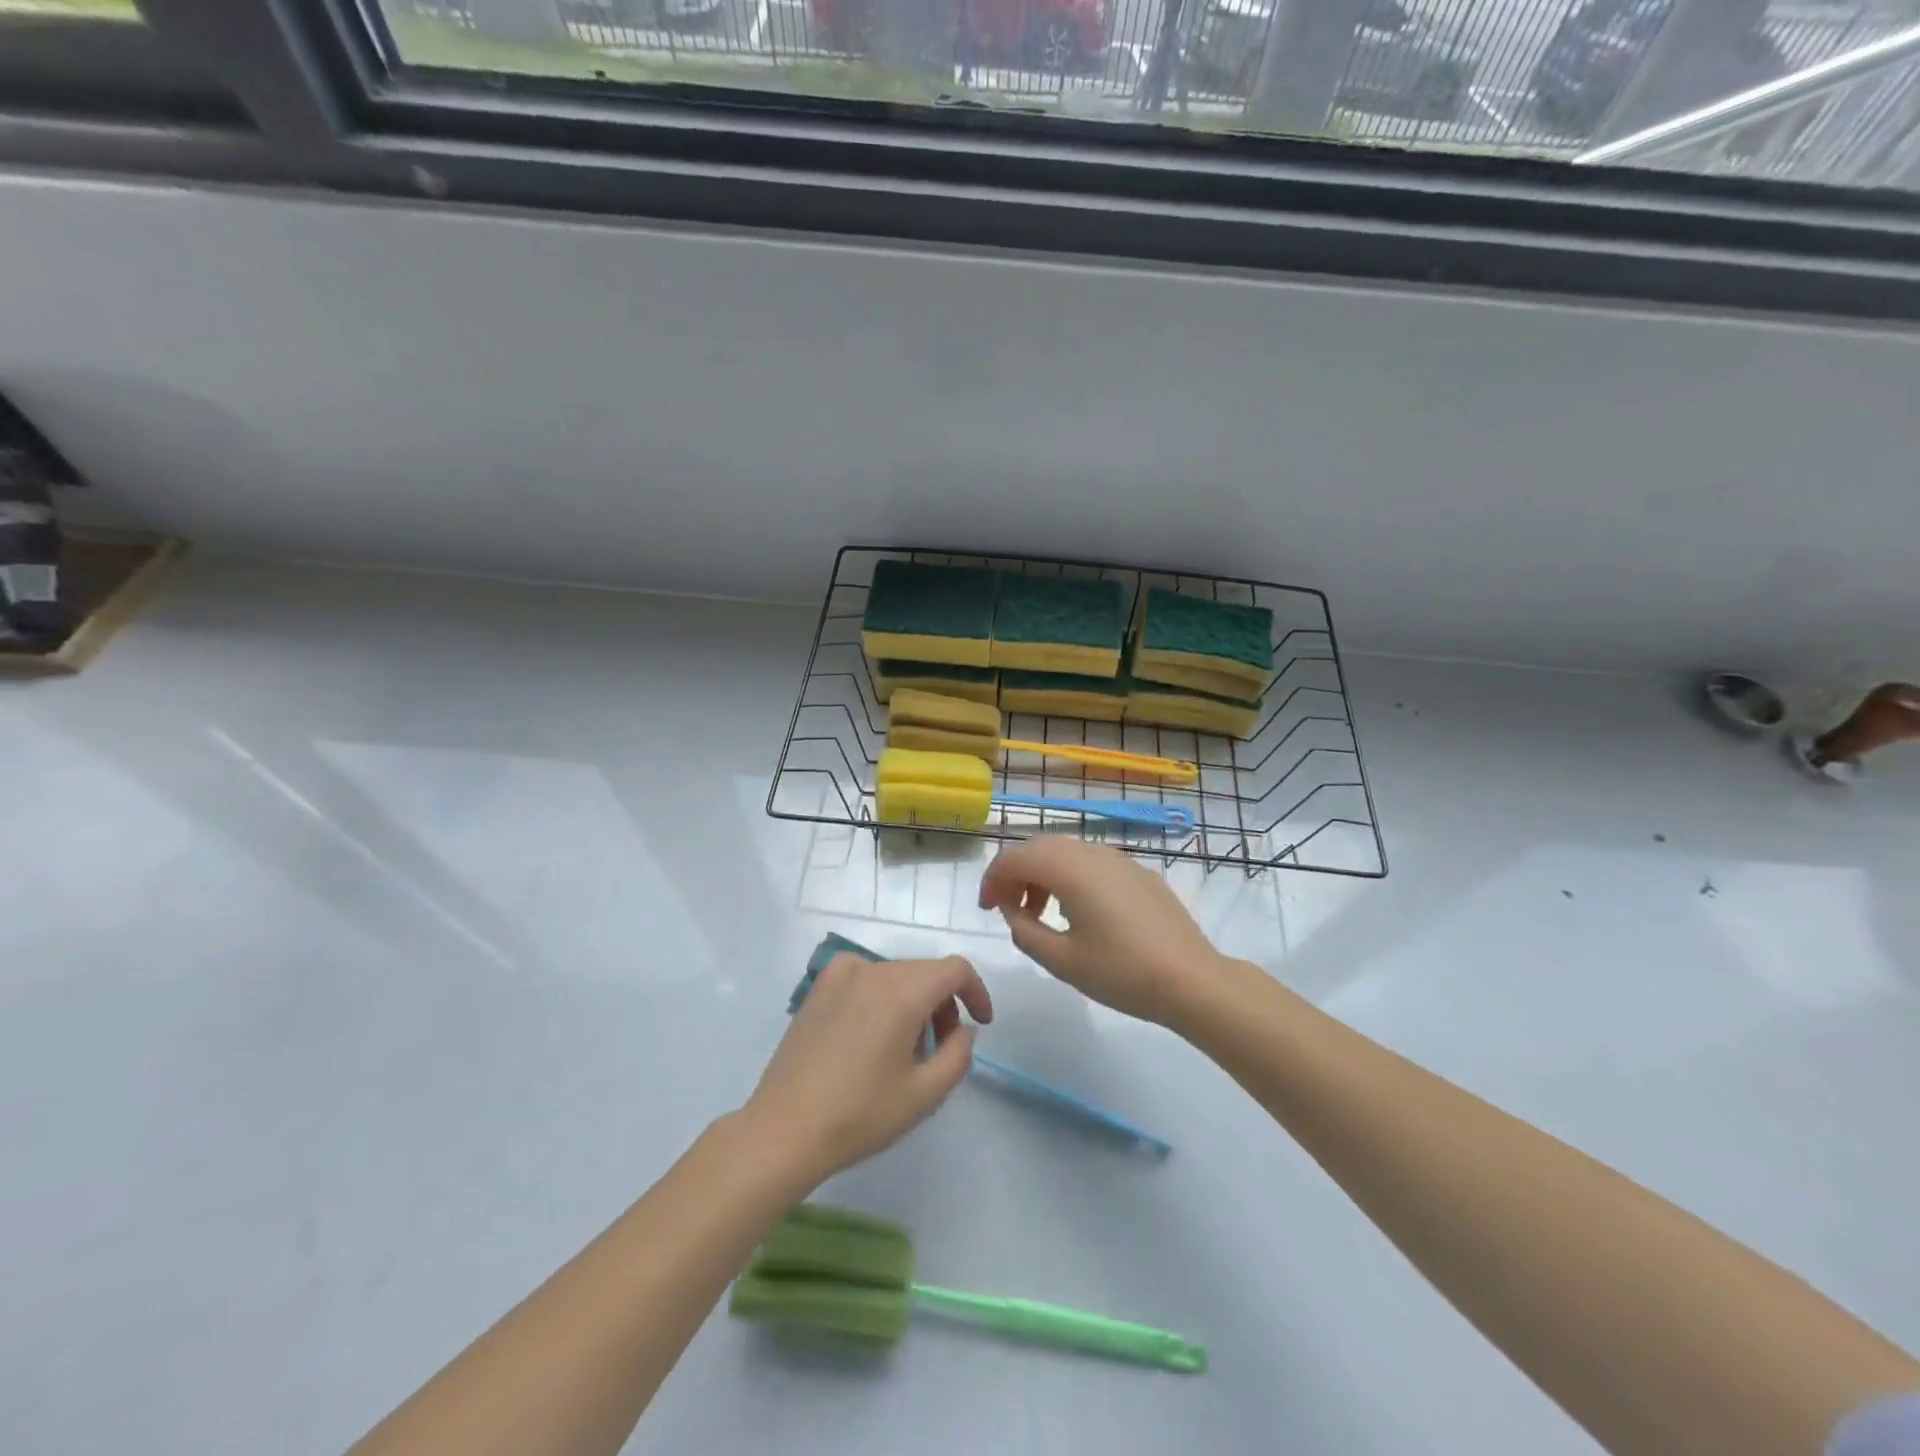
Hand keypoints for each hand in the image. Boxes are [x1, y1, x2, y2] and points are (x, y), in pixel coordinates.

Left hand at [742, 954, 992, 1186]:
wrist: (783, 1130)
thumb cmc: (859, 1115)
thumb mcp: (925, 1094)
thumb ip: (959, 1054)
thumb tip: (962, 1029)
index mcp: (901, 990)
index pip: (954, 969)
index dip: (976, 992)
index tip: (980, 1024)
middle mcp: (872, 969)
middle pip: (924, 972)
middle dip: (943, 1004)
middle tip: (940, 1049)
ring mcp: (839, 974)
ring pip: (896, 976)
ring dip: (913, 1003)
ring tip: (904, 1051)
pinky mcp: (818, 988)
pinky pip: (866, 979)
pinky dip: (882, 998)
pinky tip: (871, 1038)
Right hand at [979, 838, 1226, 1026]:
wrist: (1192, 979)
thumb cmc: (1121, 972)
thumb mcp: (1061, 960)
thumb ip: (1024, 930)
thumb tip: (1010, 910)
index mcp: (1069, 868)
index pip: (1015, 858)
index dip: (993, 880)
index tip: (986, 909)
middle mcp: (1092, 852)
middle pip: (1040, 848)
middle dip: (1016, 873)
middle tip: (1006, 908)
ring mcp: (1119, 859)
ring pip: (1066, 852)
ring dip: (1043, 875)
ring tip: (1039, 913)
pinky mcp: (1138, 873)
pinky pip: (1092, 863)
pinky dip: (1070, 877)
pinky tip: (1078, 912)